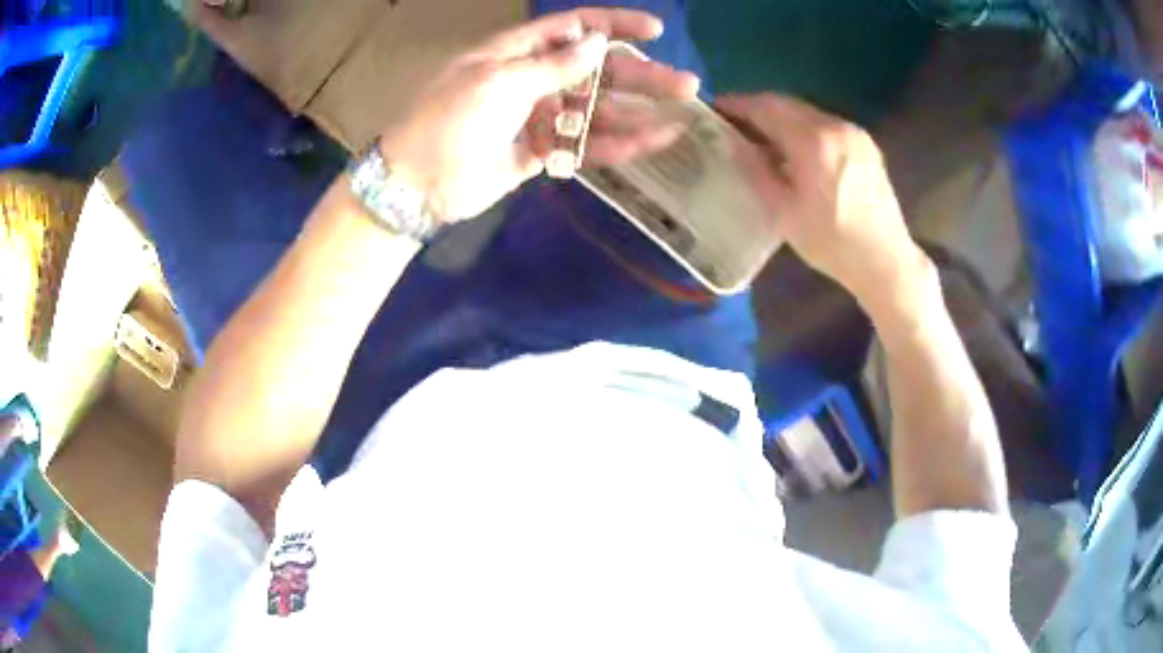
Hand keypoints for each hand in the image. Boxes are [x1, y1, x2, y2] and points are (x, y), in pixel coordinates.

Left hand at [378, 9, 699, 221]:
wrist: (418, 184)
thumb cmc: (448, 121)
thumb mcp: (498, 82)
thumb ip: (552, 65)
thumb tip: (597, 42)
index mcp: (517, 51)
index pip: (573, 28)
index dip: (614, 26)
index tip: (655, 31)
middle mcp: (533, 78)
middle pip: (596, 71)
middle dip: (641, 76)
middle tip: (686, 85)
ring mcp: (539, 116)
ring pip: (597, 111)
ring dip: (638, 114)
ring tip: (681, 119)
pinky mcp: (542, 151)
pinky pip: (584, 145)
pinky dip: (616, 145)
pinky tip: (651, 143)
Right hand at [715, 94, 930, 306]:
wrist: (885, 261)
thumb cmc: (832, 243)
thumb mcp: (784, 212)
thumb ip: (755, 170)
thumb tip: (731, 143)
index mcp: (813, 141)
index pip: (765, 107)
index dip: (737, 105)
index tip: (714, 110)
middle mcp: (835, 125)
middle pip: (786, 103)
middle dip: (756, 108)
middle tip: (733, 123)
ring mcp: (853, 132)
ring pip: (806, 111)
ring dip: (780, 117)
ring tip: (761, 136)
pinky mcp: (865, 143)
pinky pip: (825, 123)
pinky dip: (803, 127)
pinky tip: (795, 148)